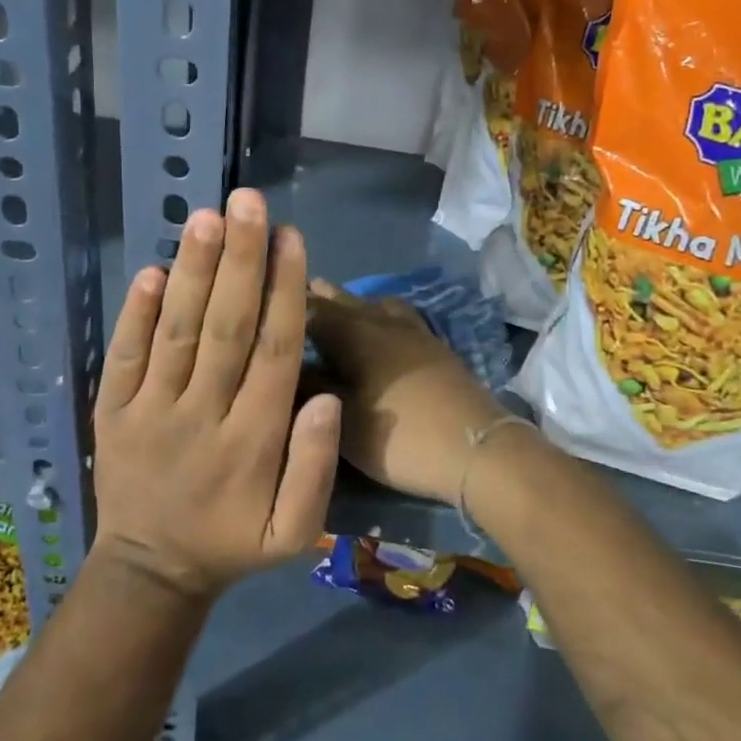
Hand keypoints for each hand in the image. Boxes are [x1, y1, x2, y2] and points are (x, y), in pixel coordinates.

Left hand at [92, 189, 339, 600]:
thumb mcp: (294, 532)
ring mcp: (150, 411)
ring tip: (207, 217)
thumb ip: (315, 468)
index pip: (273, 351)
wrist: (150, 571)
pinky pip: (123, 356)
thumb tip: (327, 398)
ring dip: (193, 272)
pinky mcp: (112, 411)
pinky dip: (135, 312)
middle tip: (249, 202)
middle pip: (226, 327)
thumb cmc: (231, 542)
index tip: (292, 237)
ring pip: (176, 331)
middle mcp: (202, 415)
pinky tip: (152, 269)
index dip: (284, 290)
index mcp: (252, 441)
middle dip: (241, 260)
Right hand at [304, 280, 511, 504]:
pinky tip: (379, 325)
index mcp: (354, 333)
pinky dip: (377, 312)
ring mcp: (412, 331)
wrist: (477, 448)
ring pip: (373, 304)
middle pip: (343, 300)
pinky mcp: (433, 346)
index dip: (285, 303)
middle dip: (317, 297)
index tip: (263, 299)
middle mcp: (381, 321)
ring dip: (350, 301)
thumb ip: (312, 386)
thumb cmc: (400, 437)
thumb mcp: (343, 419)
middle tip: (292, 292)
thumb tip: (286, 364)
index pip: (311, 309)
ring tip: (334, 301)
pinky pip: (396, 315)